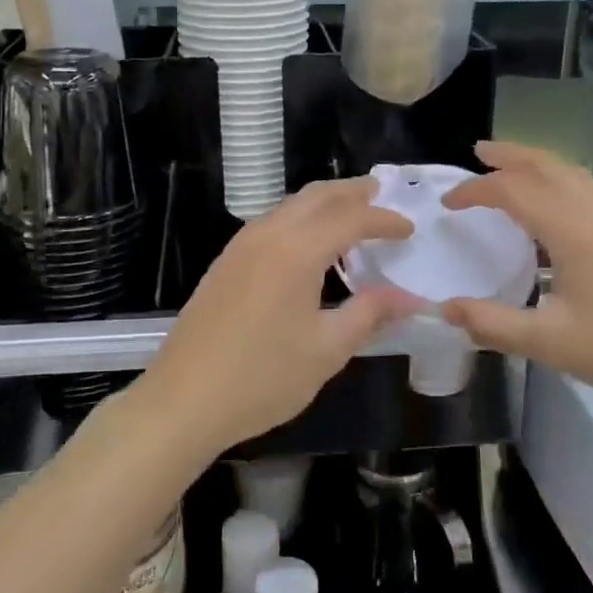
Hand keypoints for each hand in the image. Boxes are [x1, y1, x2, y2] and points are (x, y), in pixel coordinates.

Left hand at [140, 177, 420, 455]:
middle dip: (351, 192)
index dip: (383, 220)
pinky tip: (309, 245)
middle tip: (380, 192)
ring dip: (323, 202)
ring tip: (350, 213)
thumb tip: (409, 298)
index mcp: (296, 251)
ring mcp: (240, 247)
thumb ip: (369, 314)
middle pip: (316, 196)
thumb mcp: (326, 350)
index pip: (350, 218)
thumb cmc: (262, 378)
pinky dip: (300, 219)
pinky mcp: (225, 263)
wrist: (183, 400)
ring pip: (290, 206)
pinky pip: (271, 223)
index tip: (409, 228)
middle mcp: (267, 235)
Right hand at [441, 142, 592, 425]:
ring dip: (541, 164)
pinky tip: (575, 201)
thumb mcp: (550, 342)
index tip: (449, 204)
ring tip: (518, 169)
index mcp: (570, 228)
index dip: (475, 191)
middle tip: (480, 150)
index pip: (512, 191)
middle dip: (510, 155)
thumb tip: (444, 309)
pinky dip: (571, 181)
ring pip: (575, 173)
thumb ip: (493, 324)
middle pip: (547, 166)